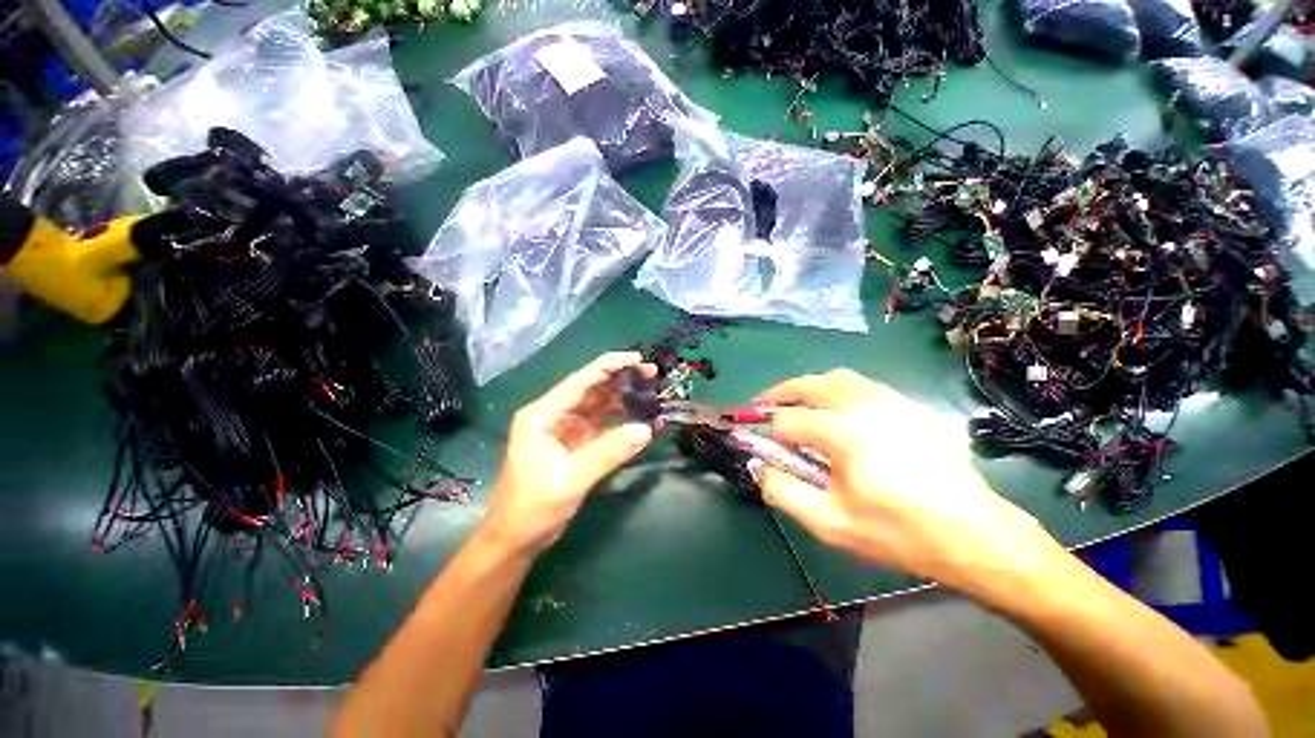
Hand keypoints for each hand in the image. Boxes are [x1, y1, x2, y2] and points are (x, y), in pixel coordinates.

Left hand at [483, 352, 655, 553]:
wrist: (515, 541)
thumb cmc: (532, 508)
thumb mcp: (570, 479)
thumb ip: (608, 452)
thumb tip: (646, 429)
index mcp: (543, 414)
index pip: (581, 380)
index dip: (610, 366)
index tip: (640, 359)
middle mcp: (554, 415)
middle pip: (592, 389)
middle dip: (622, 380)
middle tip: (654, 375)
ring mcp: (566, 429)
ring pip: (600, 406)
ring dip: (625, 400)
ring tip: (653, 395)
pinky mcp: (576, 444)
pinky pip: (603, 426)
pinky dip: (622, 422)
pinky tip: (642, 421)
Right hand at [752, 369, 1061, 599]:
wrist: (972, 534)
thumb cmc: (897, 532)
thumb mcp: (830, 523)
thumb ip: (783, 491)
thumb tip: (759, 465)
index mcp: (844, 433)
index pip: (787, 420)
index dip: (770, 432)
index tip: (767, 446)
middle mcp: (866, 405)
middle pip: (808, 384)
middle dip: (779, 393)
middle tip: (762, 406)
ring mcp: (892, 400)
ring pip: (836, 377)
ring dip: (809, 387)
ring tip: (798, 405)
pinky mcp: (910, 405)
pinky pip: (863, 385)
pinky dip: (838, 390)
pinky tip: (838, 412)